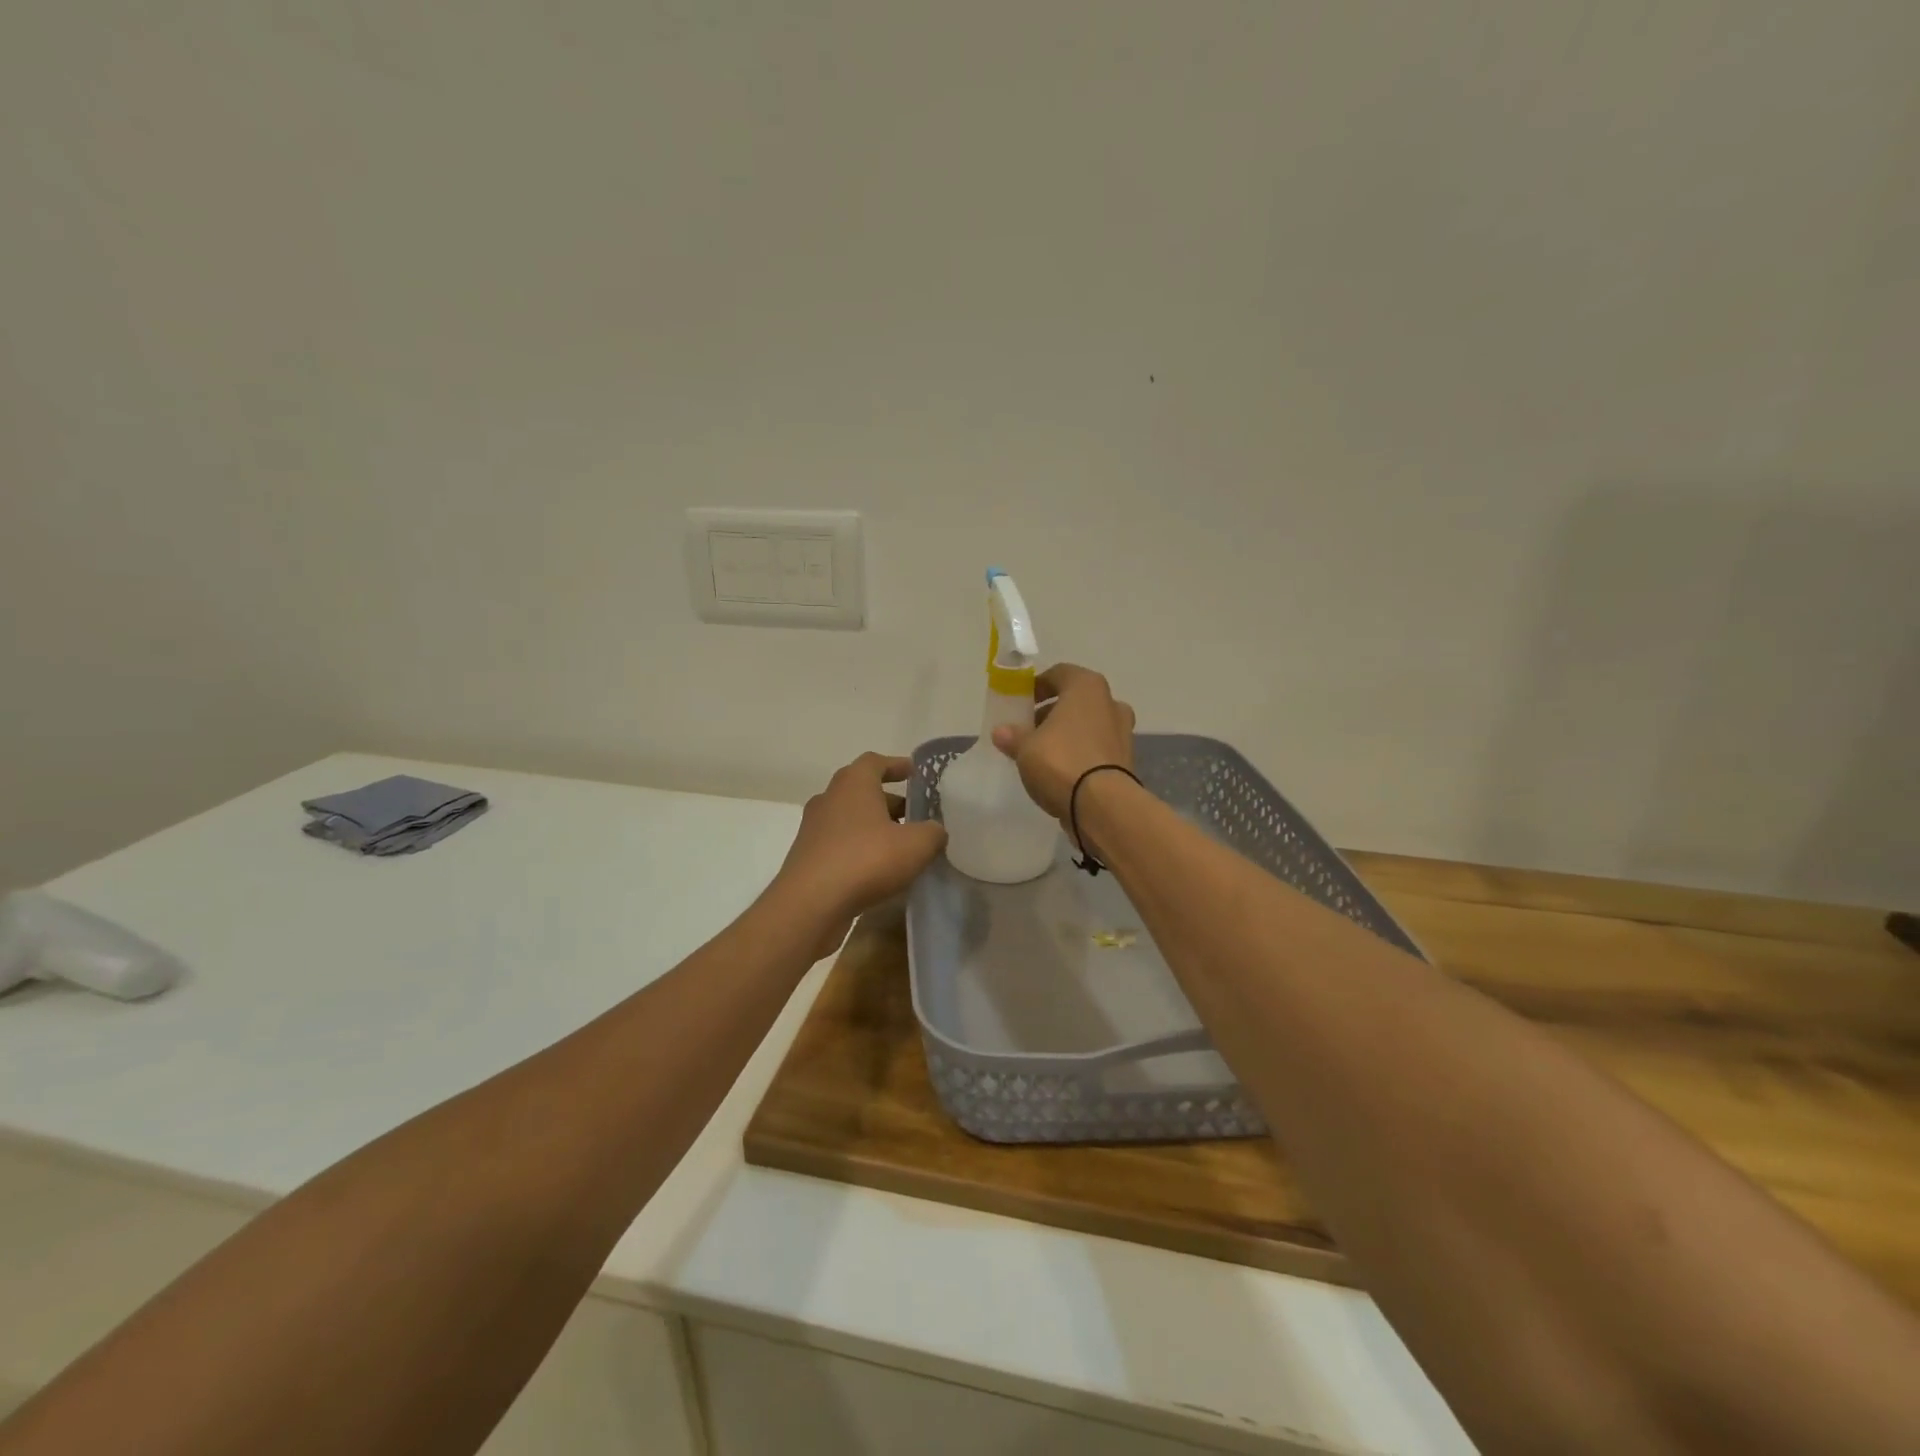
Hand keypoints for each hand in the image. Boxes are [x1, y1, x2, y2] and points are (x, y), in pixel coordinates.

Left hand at [771, 752, 947, 958]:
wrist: (810, 904)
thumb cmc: (866, 860)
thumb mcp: (916, 845)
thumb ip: (932, 833)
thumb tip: (935, 831)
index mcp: (853, 784)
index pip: (875, 762)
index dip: (896, 765)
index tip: (914, 772)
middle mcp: (829, 799)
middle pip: (862, 791)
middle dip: (890, 801)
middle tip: (915, 815)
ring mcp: (814, 829)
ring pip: (851, 820)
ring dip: (874, 828)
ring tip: (901, 846)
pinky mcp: (808, 858)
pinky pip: (841, 845)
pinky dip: (860, 850)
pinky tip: (879, 870)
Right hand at [990, 663, 1135, 819]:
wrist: (1102, 805)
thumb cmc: (1061, 761)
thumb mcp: (1025, 748)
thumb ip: (1013, 736)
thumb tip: (1001, 732)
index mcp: (1087, 687)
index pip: (1059, 674)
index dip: (1038, 686)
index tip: (1021, 703)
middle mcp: (1110, 703)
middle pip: (1075, 701)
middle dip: (1051, 713)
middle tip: (1029, 731)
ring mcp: (1122, 732)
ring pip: (1088, 725)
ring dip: (1066, 735)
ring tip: (1041, 755)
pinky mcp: (1126, 760)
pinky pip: (1096, 748)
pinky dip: (1080, 753)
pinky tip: (1061, 772)